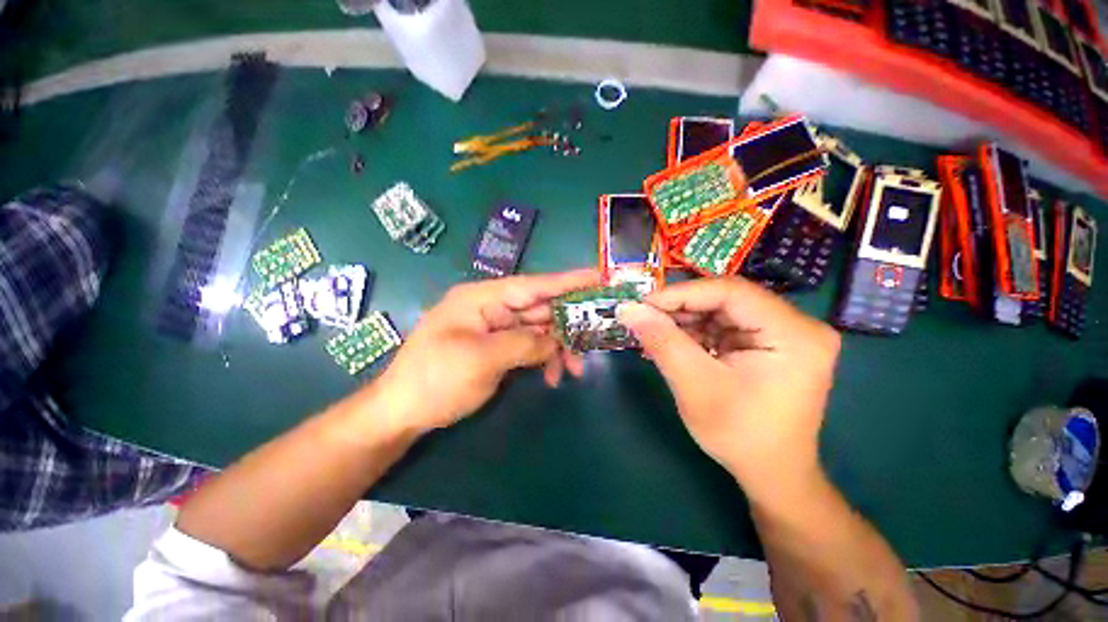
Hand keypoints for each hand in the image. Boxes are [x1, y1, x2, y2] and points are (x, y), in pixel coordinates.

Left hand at [356, 269, 598, 436]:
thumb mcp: (481, 359)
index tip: (599, 277)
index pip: (534, 285)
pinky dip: (544, 359)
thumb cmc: (435, 379)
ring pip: (539, 329)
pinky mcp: (498, 347)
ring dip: (558, 348)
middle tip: (593, 343)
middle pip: (541, 308)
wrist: (402, 412)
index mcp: (483, 298)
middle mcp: (493, 308)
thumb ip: (524, 343)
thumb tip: (555, 340)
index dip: (568, 281)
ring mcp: (496, 328)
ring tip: (573, 371)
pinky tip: (552, 377)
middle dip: (568, 326)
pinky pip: (530, 346)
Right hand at [617, 277, 839, 496]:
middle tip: (645, 318)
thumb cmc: (739, 435)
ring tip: (655, 332)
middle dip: (681, 308)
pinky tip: (674, 342)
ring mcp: (785, 333)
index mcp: (794, 334)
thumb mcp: (695, 385)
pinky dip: (696, 332)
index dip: (682, 294)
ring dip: (686, 320)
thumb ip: (662, 341)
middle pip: (727, 299)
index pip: (731, 292)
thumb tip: (628, 308)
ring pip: (723, 310)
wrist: (771, 473)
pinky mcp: (770, 343)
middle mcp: (797, 325)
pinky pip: (726, 325)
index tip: (643, 304)